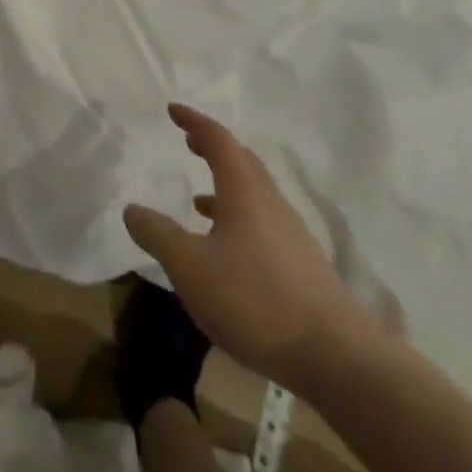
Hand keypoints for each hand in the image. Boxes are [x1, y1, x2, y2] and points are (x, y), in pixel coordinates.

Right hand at [124, 104, 377, 392]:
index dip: (195, 122)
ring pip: (256, 196)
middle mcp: (271, 205)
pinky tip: (227, 252)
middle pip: (243, 163)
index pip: (219, 140)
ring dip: (226, 188)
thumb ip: (157, 234)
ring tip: (199, 202)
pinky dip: (239, 220)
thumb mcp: (190, 266)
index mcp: (245, 192)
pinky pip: (264, 226)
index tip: (173, 110)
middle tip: (189, 142)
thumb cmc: (256, 300)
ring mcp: (293, 237)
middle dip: (214, 148)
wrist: (339, 361)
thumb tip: (132, 209)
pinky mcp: (304, 269)